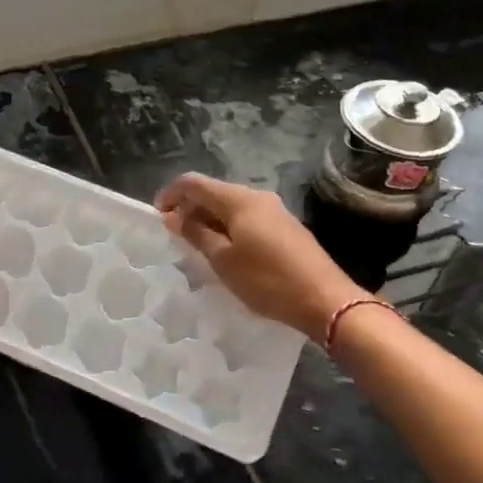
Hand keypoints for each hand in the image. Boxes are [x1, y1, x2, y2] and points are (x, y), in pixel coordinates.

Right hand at [156, 174, 363, 337]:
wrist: (325, 300)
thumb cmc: (267, 280)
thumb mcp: (223, 260)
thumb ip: (196, 234)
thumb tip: (174, 216)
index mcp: (239, 199)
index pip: (194, 183)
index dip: (171, 194)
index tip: (157, 217)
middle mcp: (257, 197)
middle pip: (214, 192)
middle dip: (189, 209)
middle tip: (175, 237)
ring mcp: (274, 211)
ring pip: (230, 206)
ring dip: (209, 220)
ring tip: (197, 248)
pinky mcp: (285, 228)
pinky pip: (246, 219)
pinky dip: (228, 228)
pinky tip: (226, 253)